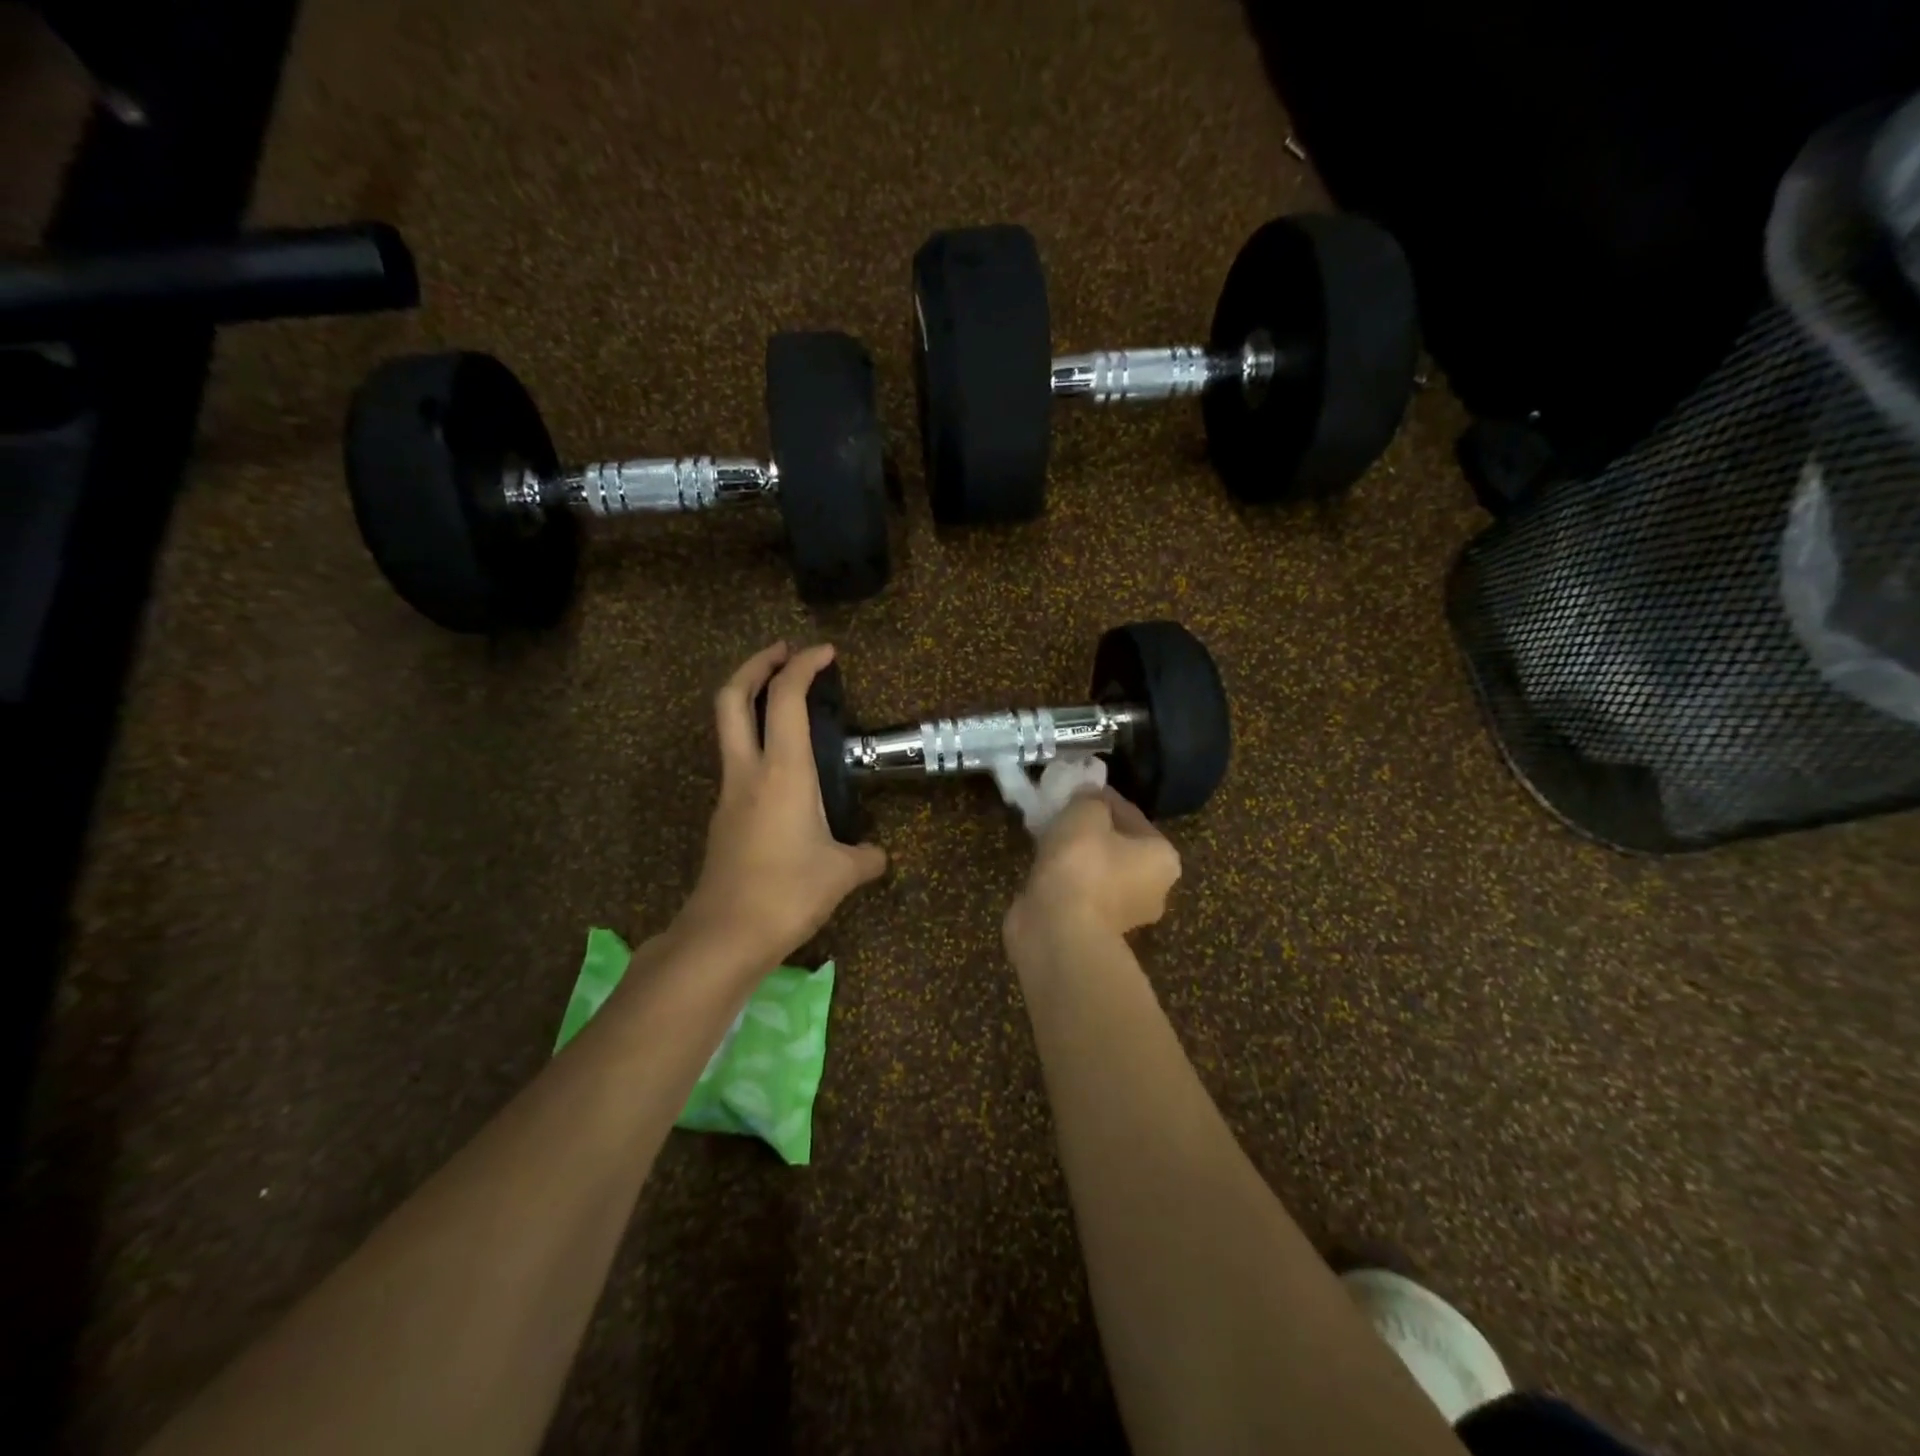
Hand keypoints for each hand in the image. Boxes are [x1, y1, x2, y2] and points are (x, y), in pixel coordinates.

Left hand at [678, 642, 887, 965]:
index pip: (786, 698)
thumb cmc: (787, 892)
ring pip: (728, 727)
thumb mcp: (842, 874)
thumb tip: (877, 855)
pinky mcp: (724, 816)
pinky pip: (737, 762)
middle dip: (756, 665)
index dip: (804, 666)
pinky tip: (784, 767)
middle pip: (732, 696)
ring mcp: (729, 793)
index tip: (825, 652)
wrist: (724, 934)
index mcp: (783, 772)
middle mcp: (749, 771)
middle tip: (783, 652)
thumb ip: (866, 857)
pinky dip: (755, 742)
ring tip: (784, 701)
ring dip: (750, 701)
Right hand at [1004, 789, 1181, 949]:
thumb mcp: (1085, 813)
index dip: (1100, 796)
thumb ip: (1089, 797)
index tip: (1075, 788)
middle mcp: (1153, 888)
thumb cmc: (1082, 865)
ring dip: (1075, 854)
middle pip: (1117, 844)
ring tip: (1045, 835)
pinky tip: (1042, 865)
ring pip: (1097, 869)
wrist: (1057, 931)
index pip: (1131, 814)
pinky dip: (1064, 878)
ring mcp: (1123, 914)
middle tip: (1059, 812)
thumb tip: (1088, 797)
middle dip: (1089, 828)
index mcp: (1163, 858)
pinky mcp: (1093, 929)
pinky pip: (1079, 890)